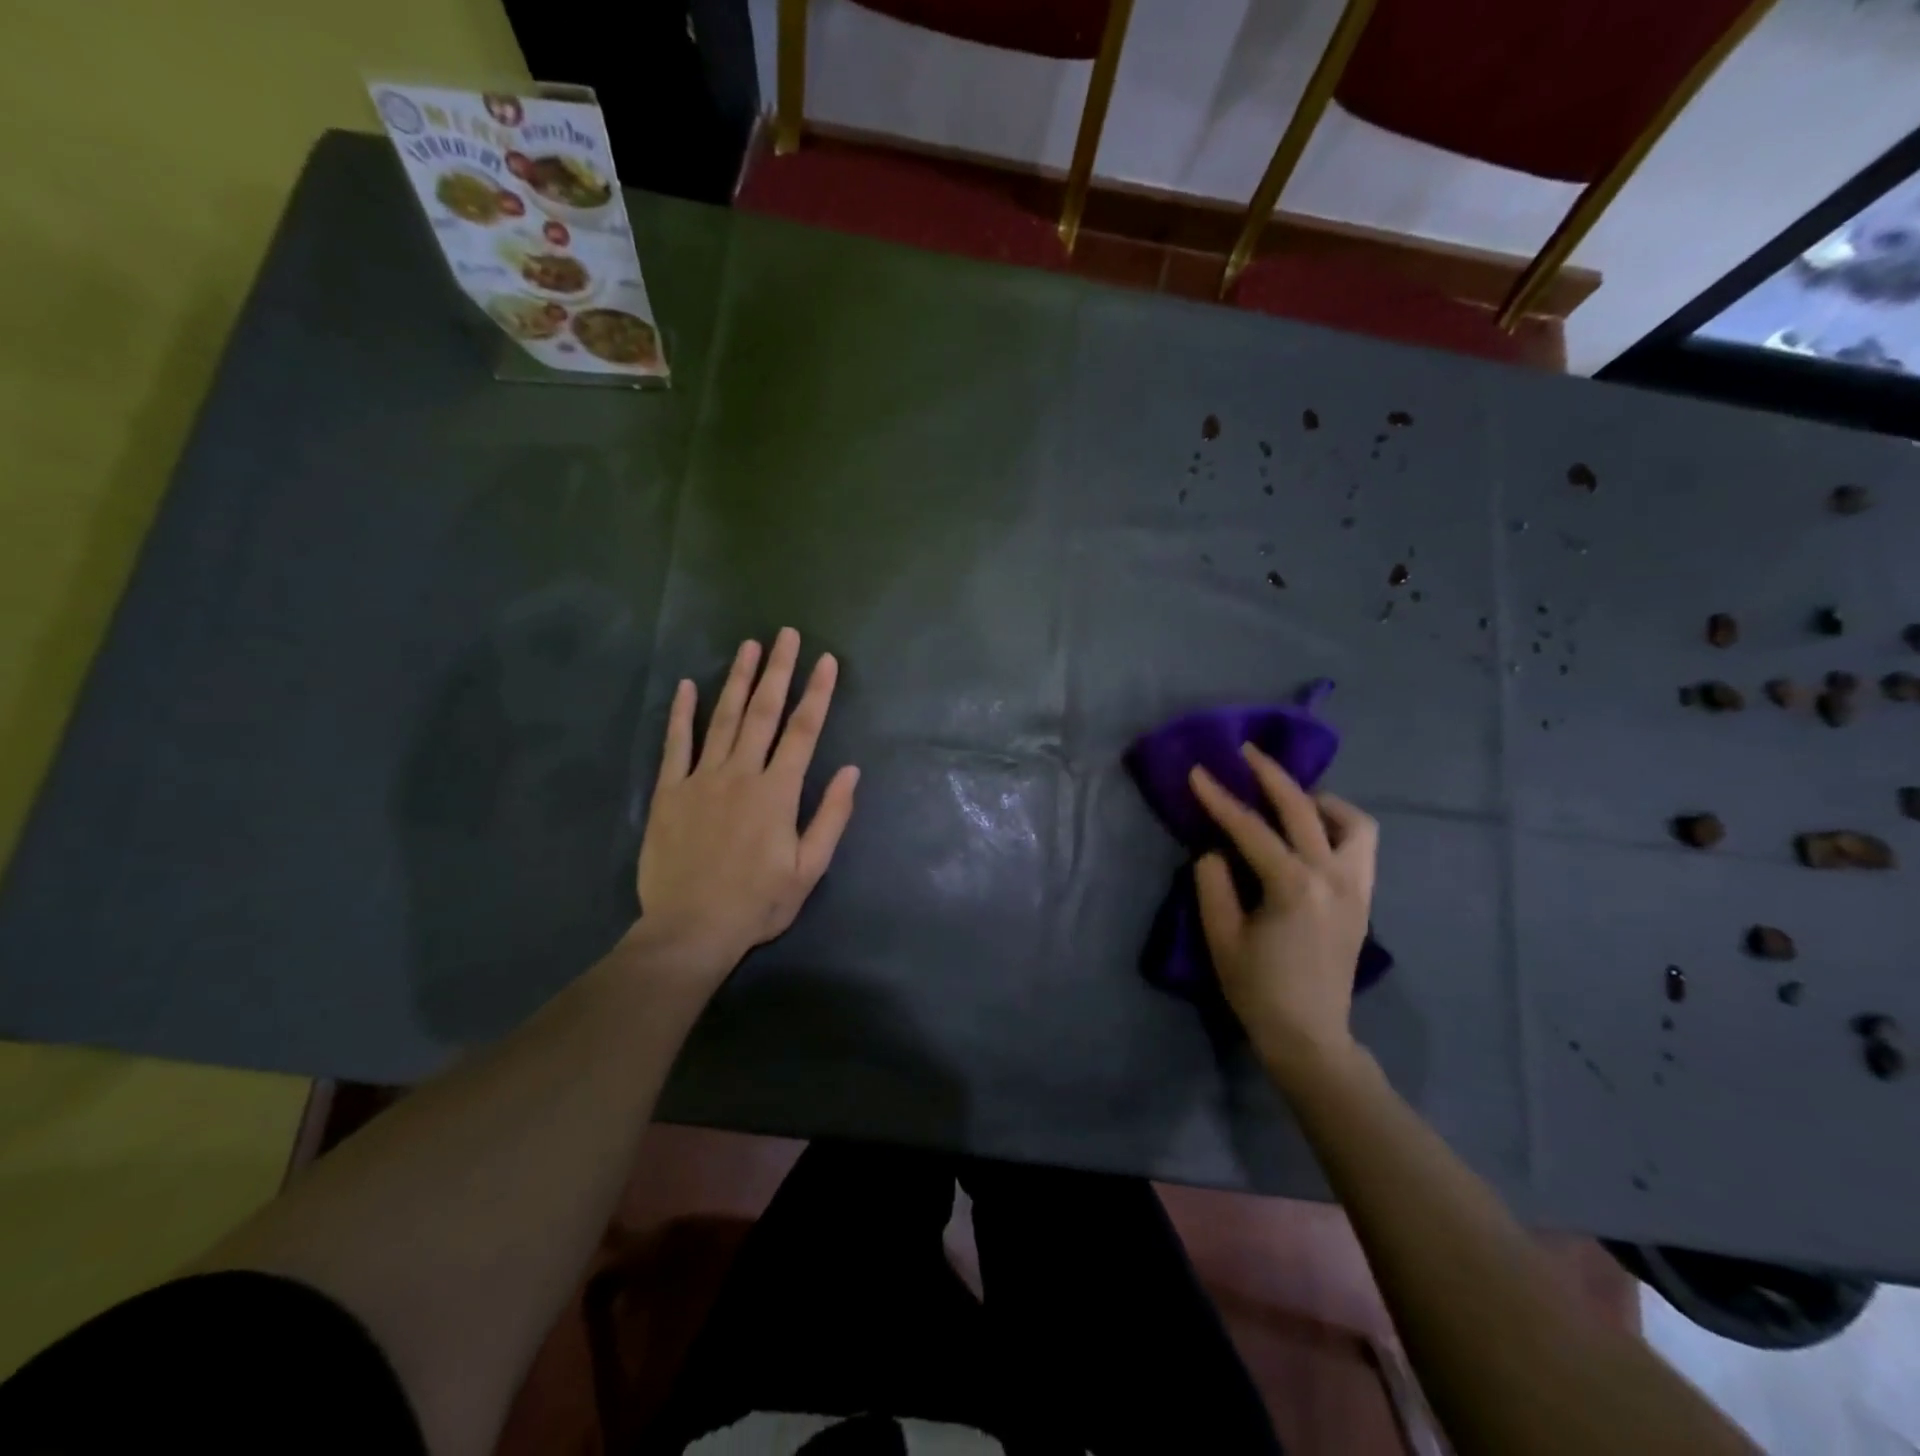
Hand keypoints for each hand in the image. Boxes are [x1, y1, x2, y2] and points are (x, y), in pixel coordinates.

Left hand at [634, 628, 859, 990]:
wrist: (690, 928)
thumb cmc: (757, 902)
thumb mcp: (809, 869)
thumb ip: (830, 816)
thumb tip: (851, 771)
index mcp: (777, 792)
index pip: (804, 731)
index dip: (817, 693)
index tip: (826, 660)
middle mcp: (741, 774)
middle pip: (763, 712)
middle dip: (778, 671)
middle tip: (786, 634)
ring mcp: (701, 779)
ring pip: (722, 719)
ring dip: (738, 680)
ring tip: (750, 647)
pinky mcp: (670, 792)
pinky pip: (675, 744)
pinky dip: (682, 713)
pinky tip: (689, 685)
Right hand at [1188, 746, 1377, 1082]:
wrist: (1310, 1036)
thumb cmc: (1258, 989)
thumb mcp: (1221, 937)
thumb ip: (1214, 884)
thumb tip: (1216, 850)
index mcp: (1293, 886)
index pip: (1250, 828)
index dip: (1219, 798)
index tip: (1197, 771)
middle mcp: (1333, 876)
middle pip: (1303, 808)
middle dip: (1271, 775)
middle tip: (1246, 753)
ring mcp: (1357, 887)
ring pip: (1352, 822)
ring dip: (1318, 800)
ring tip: (1289, 798)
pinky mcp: (1364, 899)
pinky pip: (1361, 845)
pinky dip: (1340, 826)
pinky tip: (1313, 833)